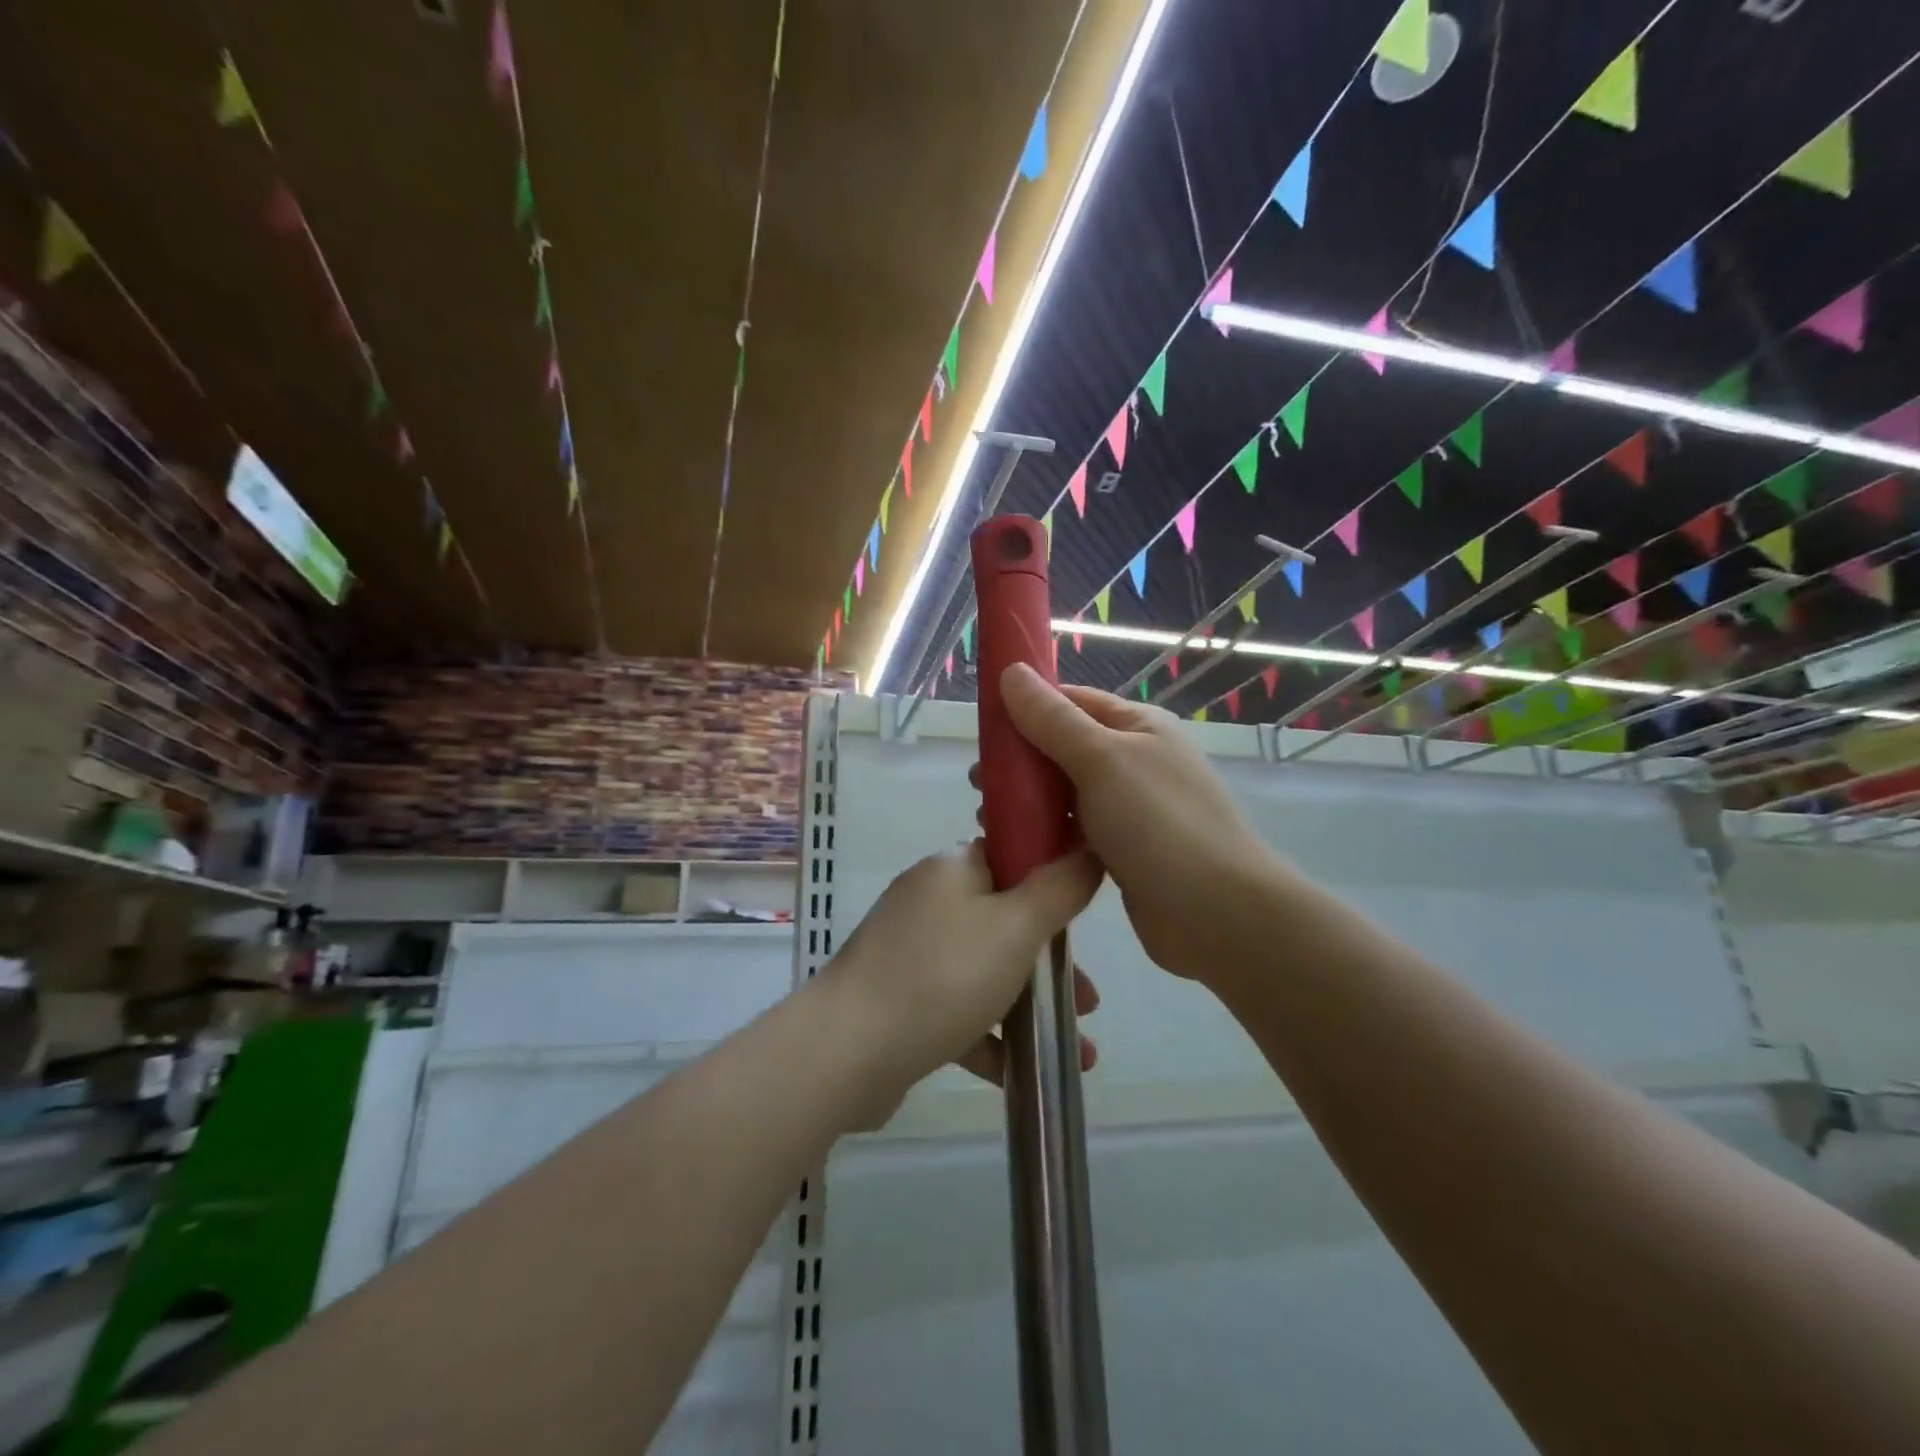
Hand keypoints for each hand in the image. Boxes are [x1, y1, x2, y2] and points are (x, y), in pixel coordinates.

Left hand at [820, 841, 1100, 1120]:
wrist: (847, 1051)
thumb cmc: (942, 976)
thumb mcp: (1016, 927)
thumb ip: (1059, 888)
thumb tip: (1086, 850)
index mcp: (952, 869)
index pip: (1011, 855)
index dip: (1052, 878)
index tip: (1085, 915)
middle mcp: (929, 902)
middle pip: (1004, 919)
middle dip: (1050, 961)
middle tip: (1088, 999)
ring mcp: (910, 952)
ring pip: (985, 969)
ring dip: (1030, 1003)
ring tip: (1078, 1050)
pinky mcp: (900, 1000)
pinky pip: (958, 1009)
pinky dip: (992, 1034)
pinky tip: (1023, 1071)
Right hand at [993, 663, 1284, 985]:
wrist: (1217, 914)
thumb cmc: (1159, 823)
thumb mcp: (1102, 759)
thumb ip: (1052, 719)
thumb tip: (1012, 672)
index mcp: (1138, 726)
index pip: (1071, 701)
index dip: (1026, 708)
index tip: (984, 730)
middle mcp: (1135, 761)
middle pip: (1065, 748)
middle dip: (1021, 762)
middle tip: (979, 785)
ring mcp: (1131, 808)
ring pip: (1067, 793)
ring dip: (1028, 802)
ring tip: (988, 820)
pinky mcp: (1123, 851)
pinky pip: (1075, 831)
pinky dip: (1047, 834)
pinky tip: (1016, 847)